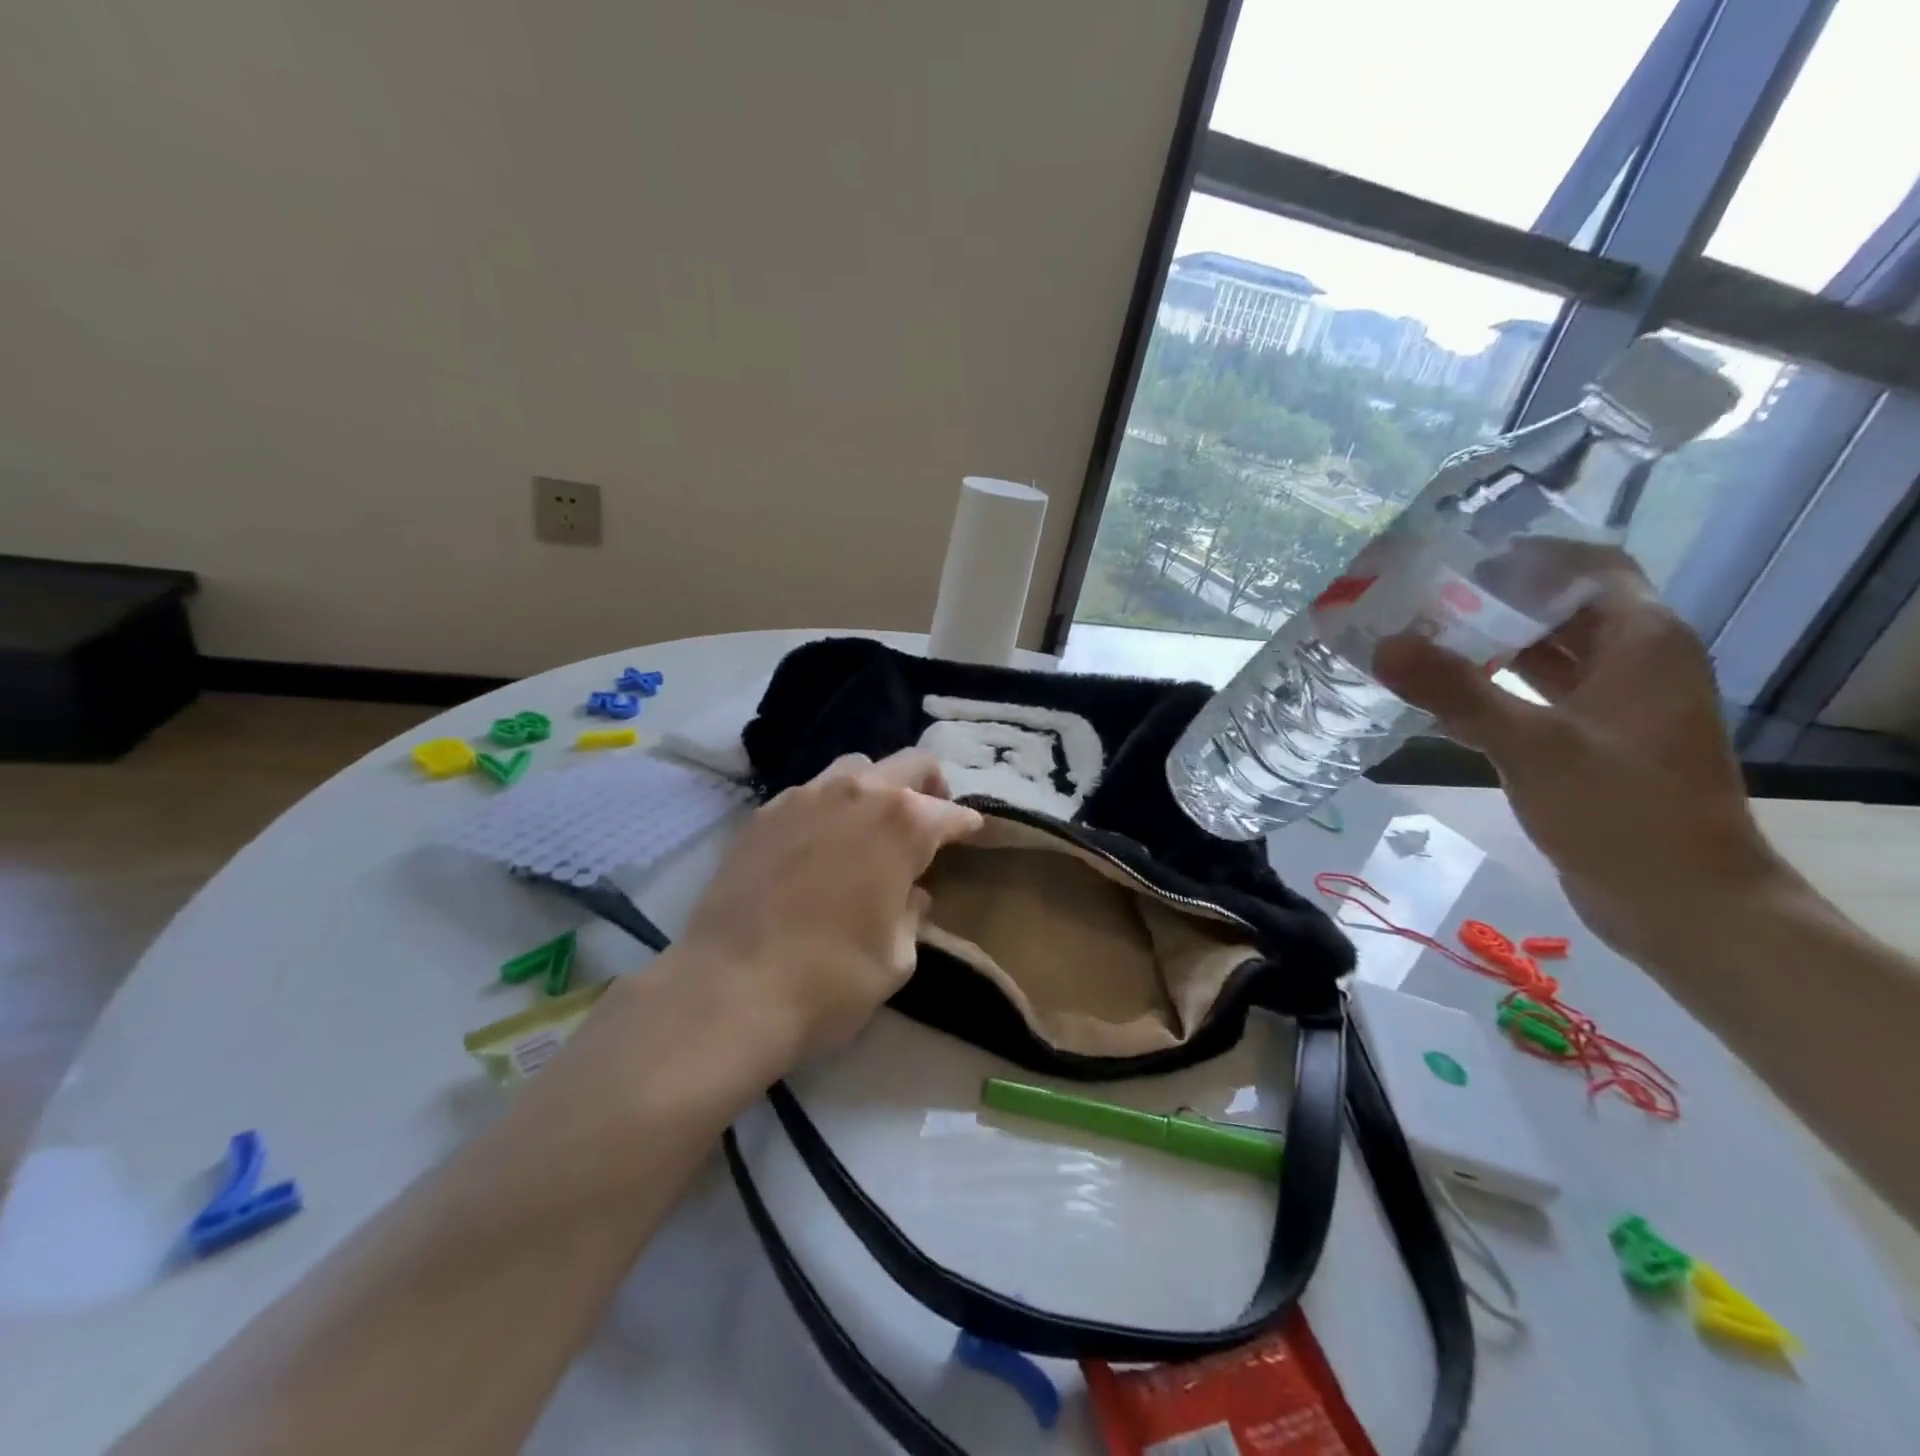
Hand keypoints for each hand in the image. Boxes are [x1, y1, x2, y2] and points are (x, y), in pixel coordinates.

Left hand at [674, 749, 982, 1070]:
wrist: (730, 989)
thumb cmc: (831, 979)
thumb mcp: (897, 958)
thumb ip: (911, 914)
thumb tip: (910, 894)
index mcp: (903, 824)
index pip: (950, 813)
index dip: (966, 825)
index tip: (971, 834)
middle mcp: (858, 793)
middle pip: (910, 763)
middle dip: (930, 786)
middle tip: (931, 816)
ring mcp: (805, 796)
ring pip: (855, 768)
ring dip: (875, 787)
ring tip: (871, 824)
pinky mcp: (764, 813)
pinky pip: (809, 792)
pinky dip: (828, 806)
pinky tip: (820, 842)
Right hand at [1373, 549, 1790, 962]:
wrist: (1682, 903)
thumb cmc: (1621, 810)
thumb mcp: (1533, 745)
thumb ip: (1455, 692)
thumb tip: (1382, 645)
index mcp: (1642, 642)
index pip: (1587, 567)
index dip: (1524, 556)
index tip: (1453, 561)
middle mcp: (1634, 662)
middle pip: (1560, 608)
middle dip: (1491, 601)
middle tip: (1416, 601)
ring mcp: (1615, 705)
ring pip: (1546, 654)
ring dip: (1488, 645)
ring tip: (1417, 640)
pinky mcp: (1594, 742)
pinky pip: (1538, 695)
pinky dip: (1494, 687)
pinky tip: (1441, 696)